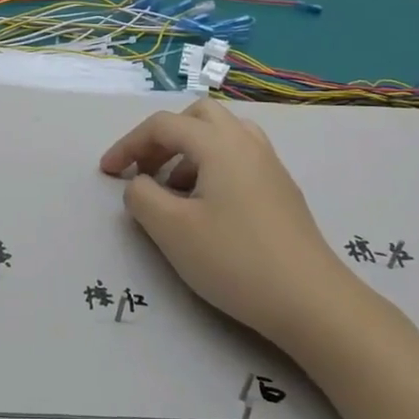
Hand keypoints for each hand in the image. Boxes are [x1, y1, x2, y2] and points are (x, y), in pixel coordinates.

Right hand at [100, 98, 348, 346]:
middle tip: (145, 170)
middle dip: (163, 138)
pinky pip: (239, 157)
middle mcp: (247, 143)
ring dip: (189, 151)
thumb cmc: (235, 260)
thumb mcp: (172, 230)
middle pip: (197, 117)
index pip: (163, 125)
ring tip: (173, 191)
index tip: (107, 173)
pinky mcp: (281, 190)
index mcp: (219, 144)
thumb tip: (139, 184)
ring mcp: (270, 165)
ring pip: (222, 135)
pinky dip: (212, 166)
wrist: (311, 301)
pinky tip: (206, 207)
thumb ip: (142, 197)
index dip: (129, 144)